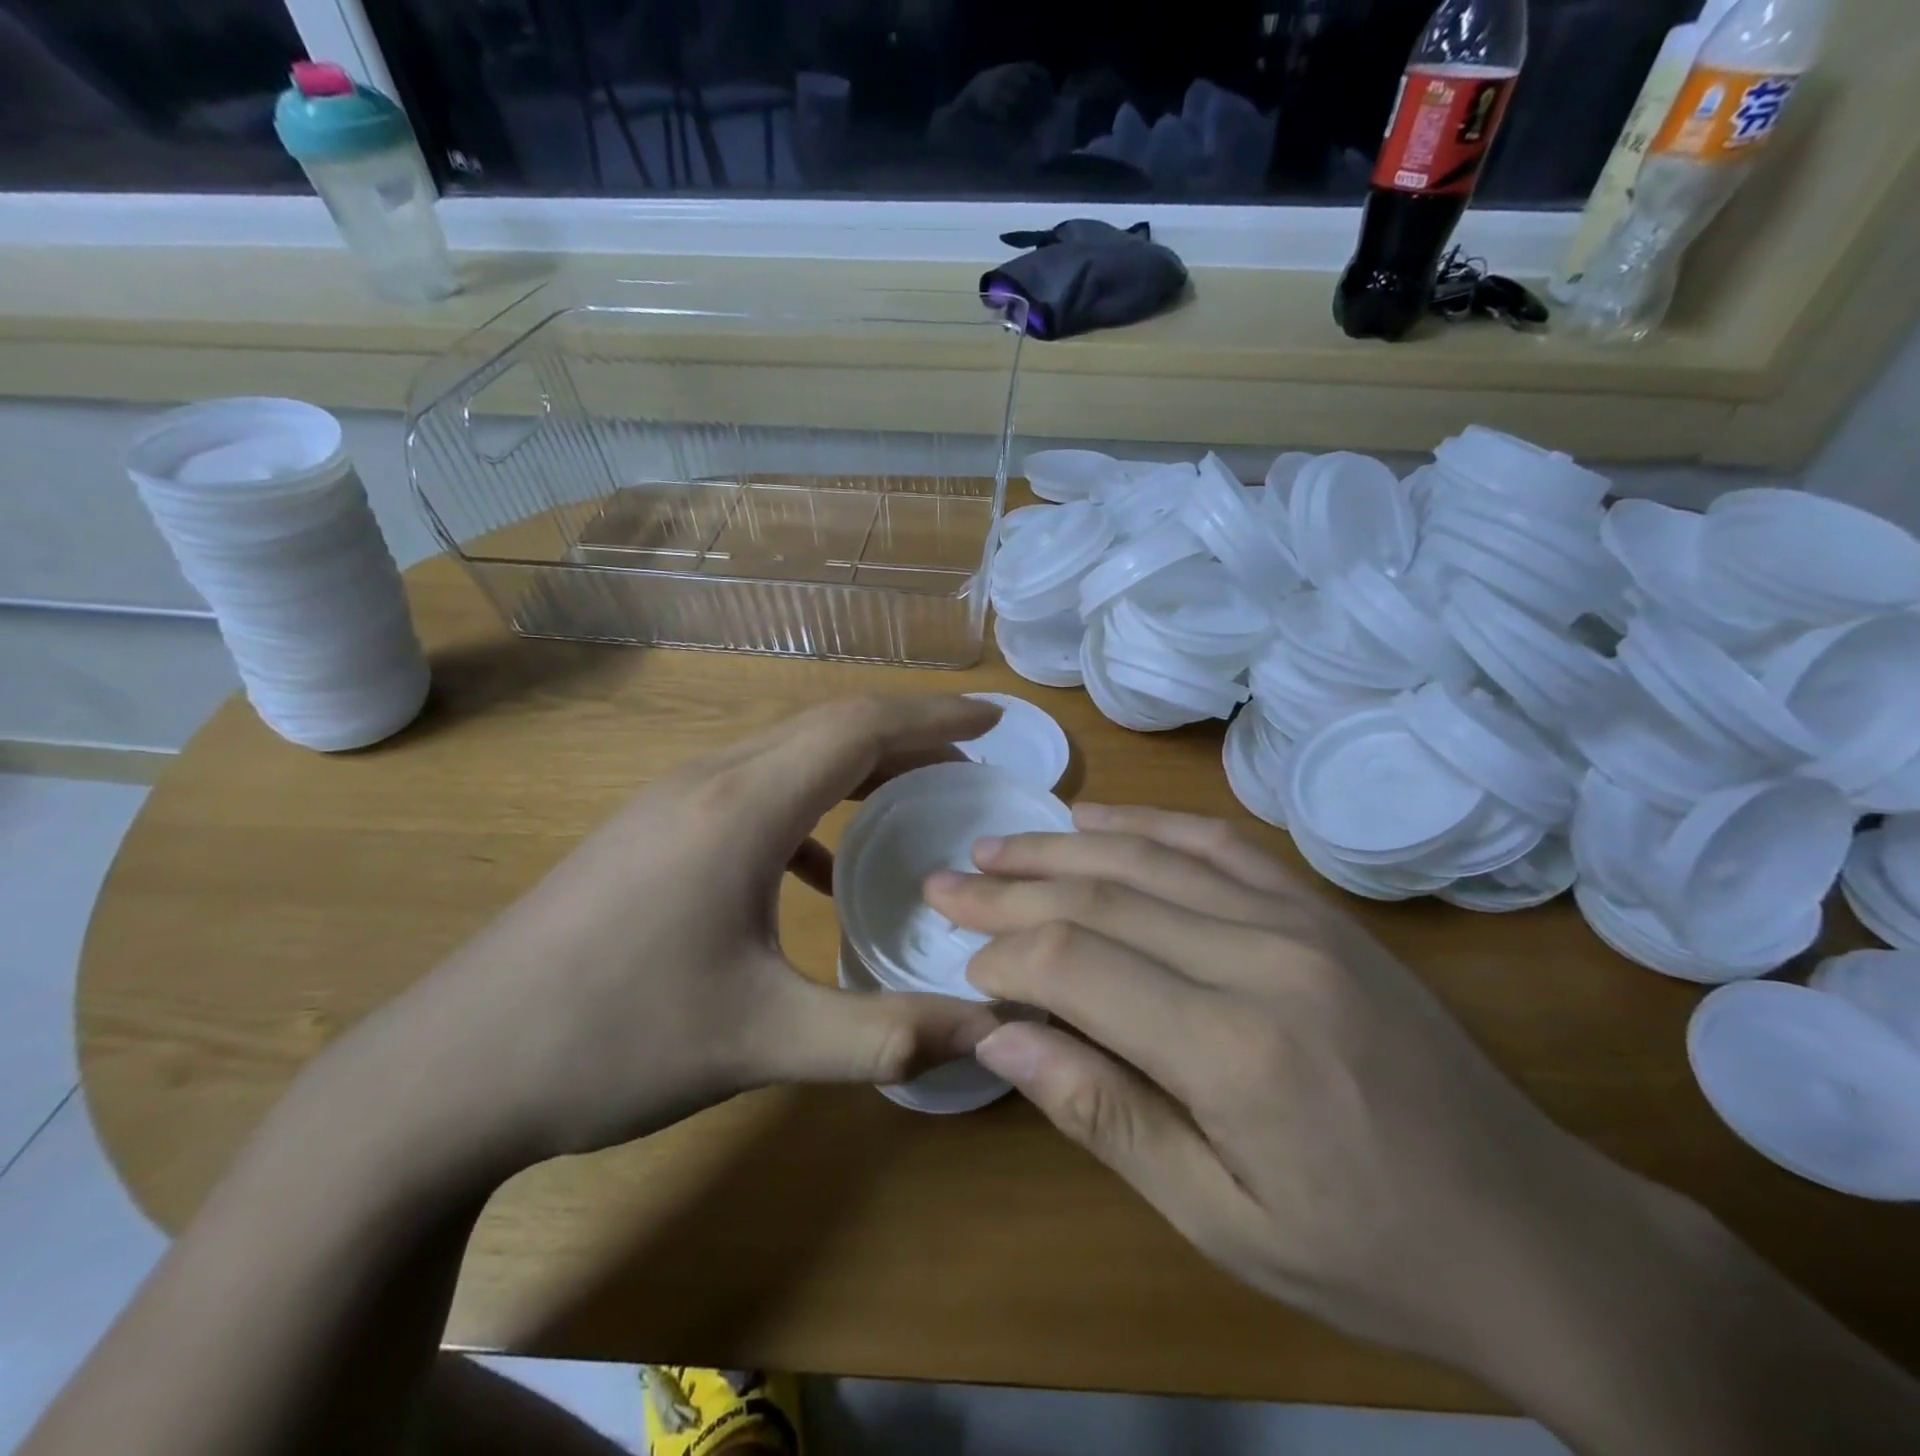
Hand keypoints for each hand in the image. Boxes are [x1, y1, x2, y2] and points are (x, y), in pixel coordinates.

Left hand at [340, 696, 1004, 1167]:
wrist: (449, 1072)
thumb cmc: (612, 1042)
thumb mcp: (762, 1042)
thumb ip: (882, 1034)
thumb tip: (986, 1033)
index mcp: (741, 807)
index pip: (858, 726)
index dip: (934, 716)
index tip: (994, 721)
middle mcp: (707, 781)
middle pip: (827, 728)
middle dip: (907, 735)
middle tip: (971, 762)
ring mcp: (670, 803)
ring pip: (787, 755)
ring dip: (857, 766)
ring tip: (914, 798)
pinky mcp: (650, 834)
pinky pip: (752, 793)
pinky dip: (809, 808)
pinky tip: (822, 869)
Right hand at [924, 804, 1618, 1368]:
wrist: (1534, 1229)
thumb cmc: (1366, 1251)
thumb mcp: (1219, 1219)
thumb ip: (1102, 1113)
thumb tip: (999, 1037)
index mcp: (1236, 1050)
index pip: (1079, 965)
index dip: (1006, 954)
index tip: (962, 959)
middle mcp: (1263, 958)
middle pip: (1104, 898)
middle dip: (1012, 887)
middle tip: (946, 879)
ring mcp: (1299, 920)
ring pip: (1151, 857)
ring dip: (1062, 846)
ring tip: (998, 842)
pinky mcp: (1320, 910)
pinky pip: (1216, 844)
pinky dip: (1145, 824)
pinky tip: (1096, 821)